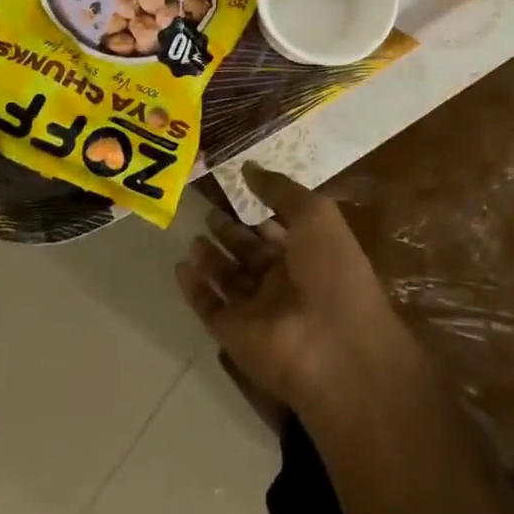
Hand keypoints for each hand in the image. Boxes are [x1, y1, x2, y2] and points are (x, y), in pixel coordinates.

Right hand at [177, 165, 416, 414]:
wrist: (332, 347)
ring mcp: (259, 310)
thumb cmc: (332, 271)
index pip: (278, 228)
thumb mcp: (315, 215)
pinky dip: (196, 289)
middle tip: (206, 211)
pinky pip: (210, 307)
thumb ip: (280, 190)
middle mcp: (284, 281)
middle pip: (251, 253)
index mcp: (310, 253)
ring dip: (211, 259)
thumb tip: (248, 167)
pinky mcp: (234, 334)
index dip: (259, 209)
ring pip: (229, 279)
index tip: (234, 189)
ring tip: (192, 236)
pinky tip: (181, 267)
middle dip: (230, 233)